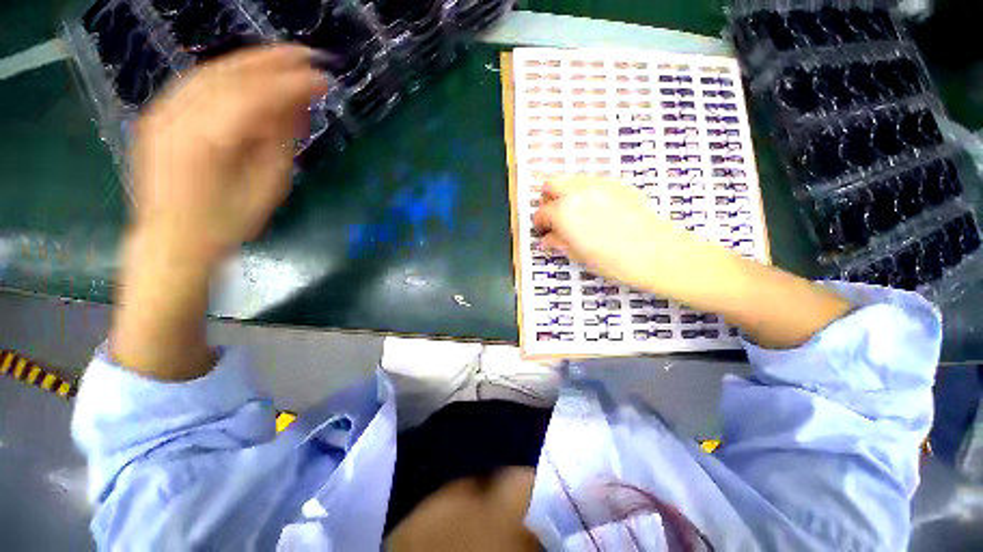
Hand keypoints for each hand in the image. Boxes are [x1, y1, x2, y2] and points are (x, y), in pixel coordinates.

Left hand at [110, 46, 328, 380]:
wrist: (172, 239)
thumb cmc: (227, 222)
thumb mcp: (267, 187)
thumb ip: (281, 142)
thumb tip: (299, 109)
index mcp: (211, 138)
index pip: (259, 95)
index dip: (295, 83)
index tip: (325, 79)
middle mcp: (180, 113)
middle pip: (233, 73)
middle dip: (275, 61)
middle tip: (310, 57)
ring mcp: (163, 110)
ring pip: (212, 71)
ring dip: (252, 61)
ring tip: (285, 59)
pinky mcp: (159, 114)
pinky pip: (197, 82)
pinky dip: (228, 72)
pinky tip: (249, 73)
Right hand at [533, 176, 851, 347]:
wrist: (658, 253)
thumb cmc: (613, 261)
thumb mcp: (578, 256)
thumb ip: (558, 243)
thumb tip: (546, 240)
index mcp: (564, 212)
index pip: (541, 212)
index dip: (539, 224)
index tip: (543, 233)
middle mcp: (577, 191)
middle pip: (550, 184)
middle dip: (548, 200)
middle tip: (555, 218)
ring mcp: (598, 184)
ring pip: (570, 179)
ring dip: (565, 194)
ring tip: (575, 214)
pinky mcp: (617, 184)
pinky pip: (591, 182)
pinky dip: (585, 193)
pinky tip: (596, 211)